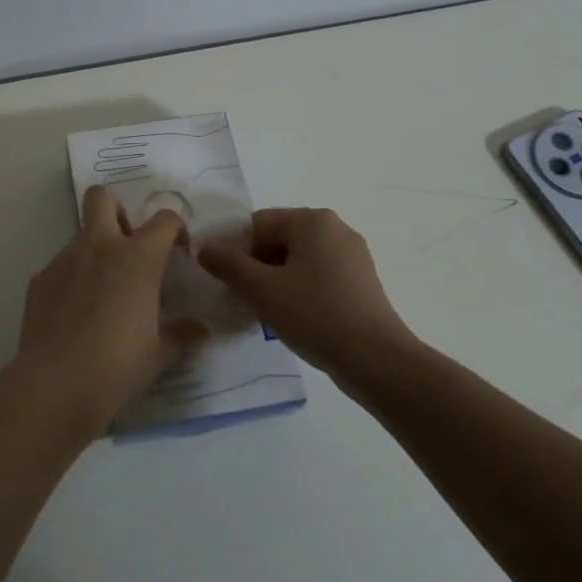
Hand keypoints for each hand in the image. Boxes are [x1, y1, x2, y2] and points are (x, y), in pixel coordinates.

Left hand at [14, 185, 186, 435]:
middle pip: (102, 197)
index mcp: (136, 258)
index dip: (174, 228)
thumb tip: (202, 331)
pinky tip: (74, 315)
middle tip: (128, 245)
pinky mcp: (40, 280)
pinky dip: (72, 280)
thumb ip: (181, 335)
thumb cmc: (117, 365)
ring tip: (101, 294)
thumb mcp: (158, 353)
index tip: (177, 251)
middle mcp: (99, 247)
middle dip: (117, 210)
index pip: (163, 219)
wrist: (56, 384)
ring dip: (95, 252)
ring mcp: (64, 260)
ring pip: (81, 235)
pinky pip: (60, 267)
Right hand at [197, 207, 417, 381]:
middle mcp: (335, 228)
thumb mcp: (261, 289)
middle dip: (255, 266)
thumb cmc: (315, 315)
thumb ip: (227, 264)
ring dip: (274, 280)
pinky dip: (299, 289)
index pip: (257, 224)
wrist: (377, 360)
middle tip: (243, 298)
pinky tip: (293, 317)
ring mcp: (352, 255)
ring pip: (297, 259)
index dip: (235, 251)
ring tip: (266, 312)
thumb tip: (205, 248)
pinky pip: (317, 275)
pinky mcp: (361, 281)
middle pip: (278, 239)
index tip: (227, 282)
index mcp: (312, 221)